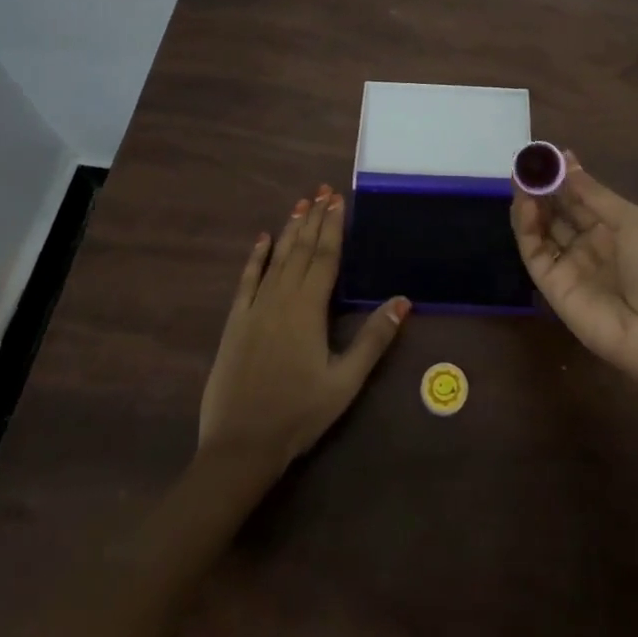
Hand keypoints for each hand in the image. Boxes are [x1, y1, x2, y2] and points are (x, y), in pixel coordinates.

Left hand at [199, 185, 410, 470]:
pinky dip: (255, 257)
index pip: (325, 257)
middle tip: (322, 190)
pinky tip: (262, 239)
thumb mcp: (345, 382)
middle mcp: (281, 299)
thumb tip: (403, 300)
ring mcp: (255, 308)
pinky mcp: (235, 323)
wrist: (240, 446)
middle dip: (314, 218)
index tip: (338, 199)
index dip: (333, 226)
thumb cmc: (298, 414)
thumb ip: (373, 339)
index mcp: (309, 310)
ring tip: (300, 204)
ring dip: (290, 230)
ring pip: (276, 259)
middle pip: (301, 250)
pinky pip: (246, 281)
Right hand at [511, 152, 637, 389]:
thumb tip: (566, 159)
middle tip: (525, 164)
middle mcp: (587, 244)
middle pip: (557, 211)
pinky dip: (525, 228)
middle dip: (541, 187)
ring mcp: (568, 265)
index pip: (579, 197)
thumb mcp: (630, 220)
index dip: (563, 176)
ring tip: (520, 179)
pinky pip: (534, 252)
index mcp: (612, 228)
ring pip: (541, 229)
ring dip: (530, 203)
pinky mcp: (551, 286)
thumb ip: (592, 193)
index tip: (545, 155)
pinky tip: (525, 205)